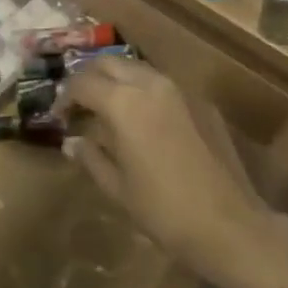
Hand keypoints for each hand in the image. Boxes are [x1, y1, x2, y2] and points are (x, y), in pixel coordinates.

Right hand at [61, 57, 271, 276]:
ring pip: (137, 68)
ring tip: (108, 109)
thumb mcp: (117, 188)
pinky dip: (144, 91)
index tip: (58, 116)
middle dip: (89, 78)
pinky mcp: (200, 101)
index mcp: (123, 103)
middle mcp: (150, 83)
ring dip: (117, 80)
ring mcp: (179, 89)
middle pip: (108, 63)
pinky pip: (162, 85)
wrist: (229, 224)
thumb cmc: (163, 210)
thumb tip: (71, 142)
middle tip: (80, 105)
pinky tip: (144, 121)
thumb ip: (91, 157)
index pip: (82, 83)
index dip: (65, 97)